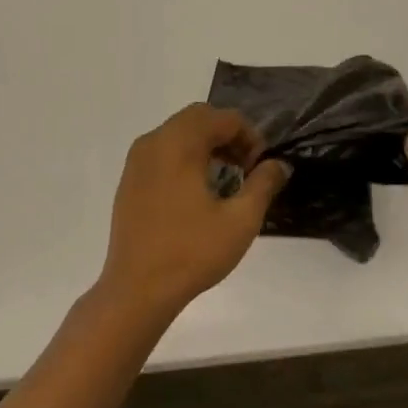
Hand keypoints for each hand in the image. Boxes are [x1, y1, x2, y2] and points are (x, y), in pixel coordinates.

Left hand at [100, 103, 290, 317]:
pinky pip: (161, 152)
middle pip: (198, 118)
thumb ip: (263, 184)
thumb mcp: (240, 220)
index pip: (222, 117)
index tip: (260, 168)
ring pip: (177, 133)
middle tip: (245, 167)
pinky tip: (195, 192)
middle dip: (227, 135)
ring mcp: (136, 161)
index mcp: (179, 143)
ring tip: (224, 179)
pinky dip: (184, 157)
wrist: (137, 289)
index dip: (249, 136)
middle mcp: (154, 142)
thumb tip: (278, 164)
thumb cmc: (191, 252)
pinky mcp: (129, 180)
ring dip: (205, 144)